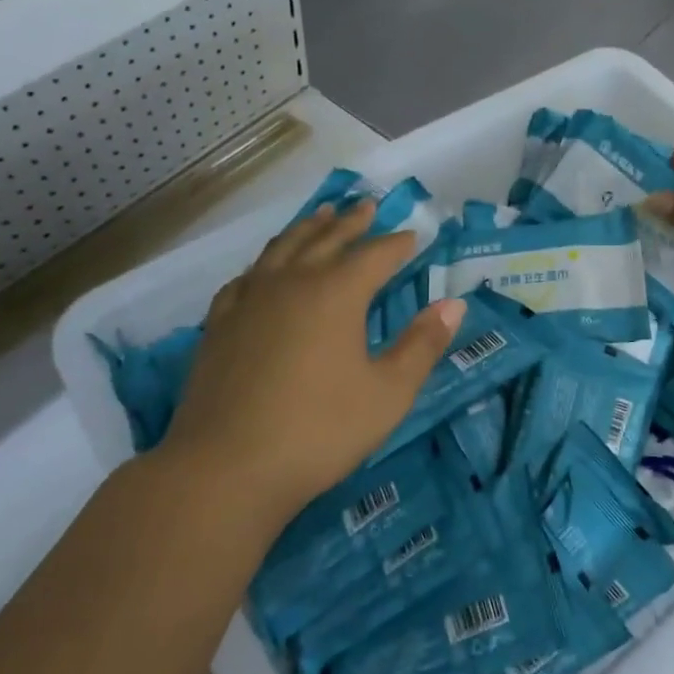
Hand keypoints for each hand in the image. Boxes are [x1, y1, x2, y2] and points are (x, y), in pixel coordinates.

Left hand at [155, 200, 464, 521]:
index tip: (413, 235)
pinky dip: (265, 262)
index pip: (375, 255)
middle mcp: (292, 282)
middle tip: (367, 205)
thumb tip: (453, 304)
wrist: (225, 468)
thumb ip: (422, 345)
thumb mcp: (388, 393)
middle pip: (327, 239)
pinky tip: (265, 269)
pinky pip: (247, 277)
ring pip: (283, 248)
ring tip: (322, 215)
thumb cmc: (319, 431)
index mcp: (337, 293)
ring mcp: (250, 300)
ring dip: (308, 228)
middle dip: (352, 222)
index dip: (397, 244)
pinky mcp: (220, 323)